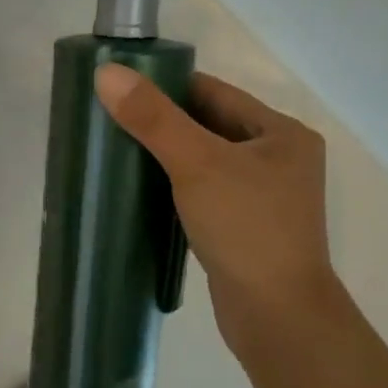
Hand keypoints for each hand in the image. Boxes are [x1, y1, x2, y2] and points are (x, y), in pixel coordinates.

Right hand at [95, 64, 338, 353]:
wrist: (276, 315)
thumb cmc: (245, 228)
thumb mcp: (197, 164)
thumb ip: (153, 119)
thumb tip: (106, 73)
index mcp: (282, 133)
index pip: (215, 93)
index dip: (167, 87)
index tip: (120, 90)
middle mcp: (279, 160)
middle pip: (209, 126)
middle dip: (162, 124)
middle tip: (110, 123)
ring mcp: (263, 197)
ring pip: (205, 162)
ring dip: (166, 158)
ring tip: (118, 155)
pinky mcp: (245, 229)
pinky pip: (204, 193)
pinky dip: (175, 188)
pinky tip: (142, 193)